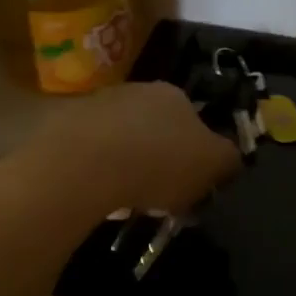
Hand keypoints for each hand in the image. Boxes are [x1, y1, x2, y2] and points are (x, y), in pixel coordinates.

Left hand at [34, 82, 241, 215]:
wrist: (83, 164)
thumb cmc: (160, 161)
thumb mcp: (213, 164)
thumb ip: (228, 160)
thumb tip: (231, 160)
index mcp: (175, 95)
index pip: (195, 122)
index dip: (198, 156)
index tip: (194, 185)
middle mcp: (137, 92)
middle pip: (158, 131)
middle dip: (162, 161)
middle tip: (164, 197)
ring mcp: (97, 107)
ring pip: (124, 142)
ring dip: (130, 169)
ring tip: (130, 203)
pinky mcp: (64, 128)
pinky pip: (93, 156)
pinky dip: (101, 175)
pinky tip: (101, 197)